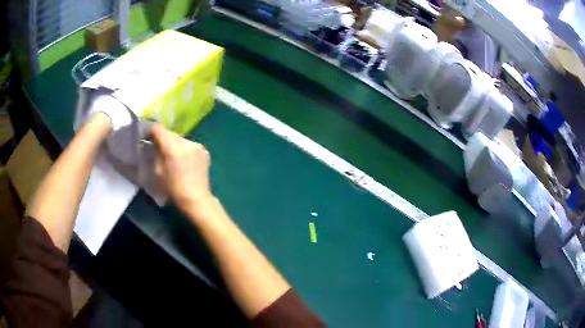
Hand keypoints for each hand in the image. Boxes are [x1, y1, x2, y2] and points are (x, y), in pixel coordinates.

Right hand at [150, 124, 212, 216]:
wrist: (196, 199)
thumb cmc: (173, 189)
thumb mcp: (158, 171)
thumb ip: (156, 154)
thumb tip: (156, 144)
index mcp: (172, 147)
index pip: (159, 129)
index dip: (152, 132)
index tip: (149, 139)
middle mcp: (186, 142)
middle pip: (170, 134)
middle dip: (164, 139)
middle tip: (160, 149)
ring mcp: (197, 145)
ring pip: (181, 139)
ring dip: (175, 145)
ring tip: (173, 158)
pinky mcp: (204, 151)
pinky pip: (190, 145)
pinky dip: (185, 150)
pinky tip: (185, 162)